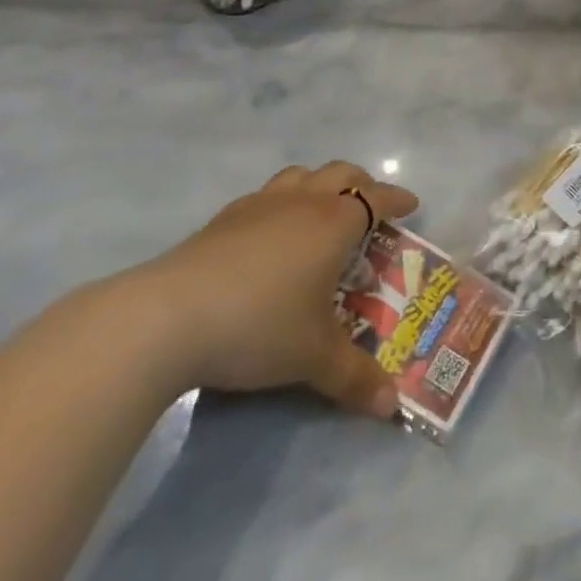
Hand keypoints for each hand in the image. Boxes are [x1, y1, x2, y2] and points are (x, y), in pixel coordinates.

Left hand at [126, 161, 418, 418]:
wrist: (169, 317)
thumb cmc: (259, 326)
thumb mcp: (313, 358)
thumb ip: (356, 378)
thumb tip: (392, 407)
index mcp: (333, 223)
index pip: (376, 198)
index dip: (397, 200)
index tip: (411, 205)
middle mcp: (301, 201)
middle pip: (341, 173)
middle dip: (363, 184)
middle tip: (371, 208)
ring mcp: (260, 204)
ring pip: (301, 175)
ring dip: (319, 184)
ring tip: (321, 211)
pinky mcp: (224, 218)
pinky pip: (266, 195)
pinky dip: (282, 202)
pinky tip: (270, 234)